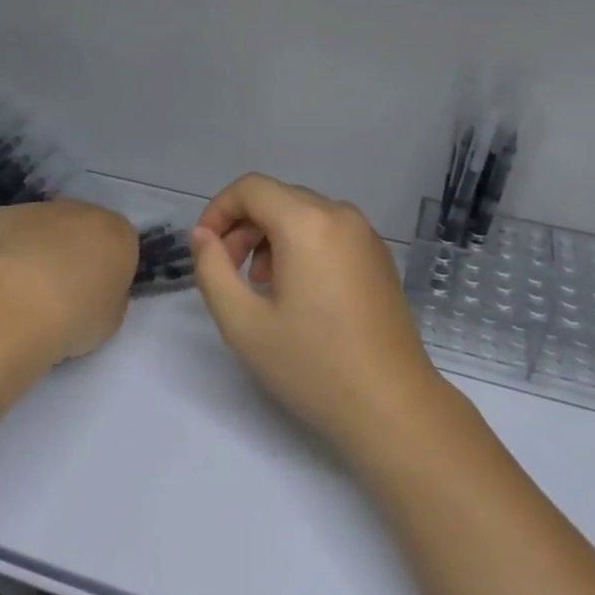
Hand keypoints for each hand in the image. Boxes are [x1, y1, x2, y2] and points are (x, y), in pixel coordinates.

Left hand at [0, 200, 138, 359]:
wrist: (16, 306)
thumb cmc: (75, 316)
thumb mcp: (111, 319)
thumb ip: (109, 298)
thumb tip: (95, 291)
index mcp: (118, 233)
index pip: (120, 245)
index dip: (106, 270)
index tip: (94, 295)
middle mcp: (81, 211)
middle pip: (81, 228)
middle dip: (72, 253)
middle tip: (58, 292)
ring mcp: (37, 208)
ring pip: (41, 227)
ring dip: (37, 249)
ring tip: (22, 290)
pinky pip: (6, 232)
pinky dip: (2, 250)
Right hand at [190, 174, 445, 451]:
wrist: (391, 406)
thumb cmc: (312, 365)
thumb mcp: (243, 322)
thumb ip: (212, 269)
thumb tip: (203, 235)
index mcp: (308, 223)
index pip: (251, 188)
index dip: (218, 210)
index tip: (205, 249)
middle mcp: (342, 217)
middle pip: (278, 199)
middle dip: (243, 227)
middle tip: (228, 273)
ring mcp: (367, 237)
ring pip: (304, 215)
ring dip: (271, 239)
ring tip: (260, 287)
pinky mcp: (379, 259)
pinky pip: (329, 234)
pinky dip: (301, 248)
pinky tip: (297, 294)